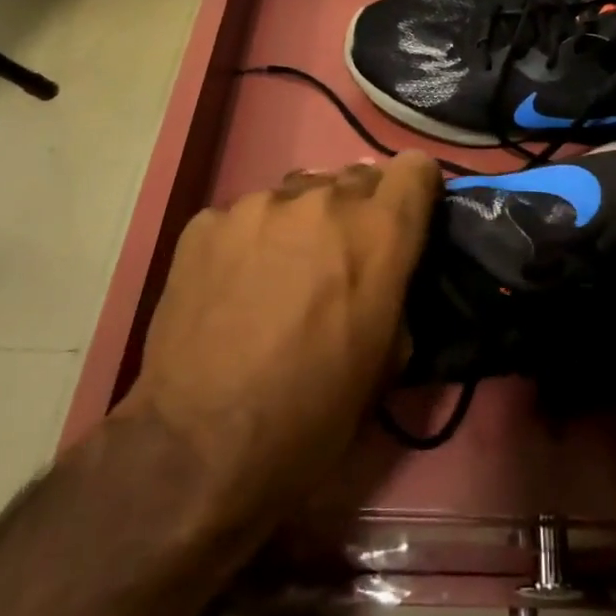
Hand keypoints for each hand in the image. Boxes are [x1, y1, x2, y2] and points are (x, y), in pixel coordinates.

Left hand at [115, 153, 440, 532]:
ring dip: (302, 223)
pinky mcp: (205, 223)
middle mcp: (322, 200)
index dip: (416, 193)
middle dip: (358, 211)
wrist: (199, 448)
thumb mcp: (388, 359)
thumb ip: (397, 289)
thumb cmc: (314, 413)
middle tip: (340, 259)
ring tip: (280, 274)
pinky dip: (249, 241)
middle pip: (357, 176)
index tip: (408, 221)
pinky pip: (244, 217)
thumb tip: (386, 269)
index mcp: (377, 231)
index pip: (415, 167)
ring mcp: (257, 206)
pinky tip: (232, 288)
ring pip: (298, 193)